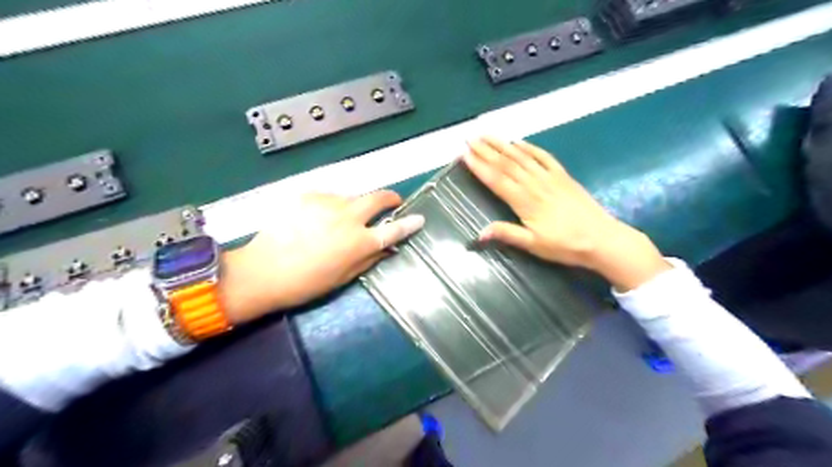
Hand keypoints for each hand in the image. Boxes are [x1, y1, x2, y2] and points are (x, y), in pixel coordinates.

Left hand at [220, 191, 422, 323]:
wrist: (262, 270)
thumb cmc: (306, 283)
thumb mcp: (343, 277)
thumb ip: (369, 259)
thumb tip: (387, 248)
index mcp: (359, 242)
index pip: (393, 229)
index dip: (409, 224)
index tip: (419, 218)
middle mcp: (348, 217)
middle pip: (377, 198)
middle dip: (389, 198)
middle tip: (391, 203)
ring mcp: (327, 203)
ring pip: (351, 197)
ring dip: (354, 206)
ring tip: (338, 222)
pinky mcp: (307, 196)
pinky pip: (328, 198)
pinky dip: (330, 206)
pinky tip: (316, 219)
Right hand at [465, 136, 670, 290]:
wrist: (601, 239)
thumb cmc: (565, 245)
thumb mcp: (534, 244)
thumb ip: (506, 234)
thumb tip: (478, 233)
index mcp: (525, 201)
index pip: (497, 180)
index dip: (479, 167)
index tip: (464, 155)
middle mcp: (535, 184)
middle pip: (506, 164)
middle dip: (486, 151)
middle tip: (469, 140)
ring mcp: (550, 177)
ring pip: (522, 157)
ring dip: (503, 145)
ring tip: (487, 136)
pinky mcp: (563, 176)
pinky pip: (544, 157)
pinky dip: (530, 147)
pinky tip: (519, 141)